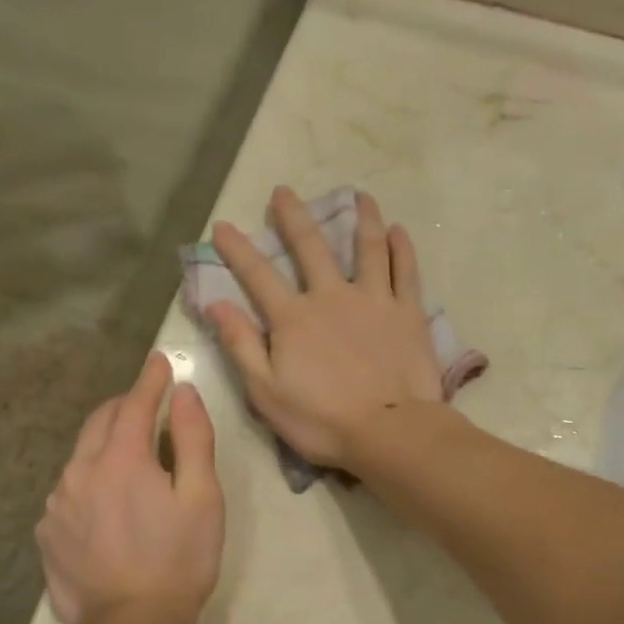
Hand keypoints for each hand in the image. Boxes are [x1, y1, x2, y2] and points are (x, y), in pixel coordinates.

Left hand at [37, 351, 223, 623]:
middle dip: (124, 406)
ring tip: (129, 456)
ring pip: (80, 457)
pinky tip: (105, 502)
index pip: (134, 404)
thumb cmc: (179, 560)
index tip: (159, 361)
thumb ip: (192, 439)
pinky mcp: (48, 535)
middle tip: (146, 403)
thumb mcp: (202, 497)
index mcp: (121, 459)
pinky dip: (89, 480)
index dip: (150, 380)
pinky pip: (69, 491)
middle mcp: (80, 472)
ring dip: (104, 444)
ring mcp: (57, 505)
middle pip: (99, 422)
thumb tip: (183, 394)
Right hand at [208, 188, 442, 469]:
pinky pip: (405, 271)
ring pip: (368, 247)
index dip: (237, 249)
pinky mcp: (408, 312)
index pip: (258, 275)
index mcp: (294, 318)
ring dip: (362, 218)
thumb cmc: (322, 420)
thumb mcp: (266, 392)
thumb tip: (216, 304)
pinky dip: (401, 248)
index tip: (223, 226)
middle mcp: (332, 296)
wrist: (390, 431)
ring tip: (360, 196)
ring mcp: (374, 300)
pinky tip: (399, 231)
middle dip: (293, 217)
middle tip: (285, 191)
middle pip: (311, 247)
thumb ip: (241, 345)